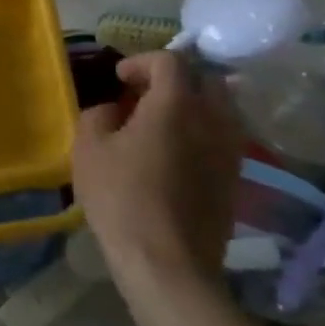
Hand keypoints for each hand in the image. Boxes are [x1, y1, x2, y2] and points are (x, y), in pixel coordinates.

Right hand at [72, 51, 242, 283]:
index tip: (119, 79)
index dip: (141, 62)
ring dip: (193, 106)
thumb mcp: (89, 149)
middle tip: (145, 95)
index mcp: (176, 103)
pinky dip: (202, 133)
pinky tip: (176, 155)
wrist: (167, 264)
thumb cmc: (122, 198)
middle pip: (206, 80)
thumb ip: (98, 115)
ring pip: (220, 109)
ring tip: (162, 125)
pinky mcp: (234, 179)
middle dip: (175, 79)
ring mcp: (229, 150)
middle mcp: (212, 119)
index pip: (169, 61)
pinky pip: (222, 139)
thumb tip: (114, 110)